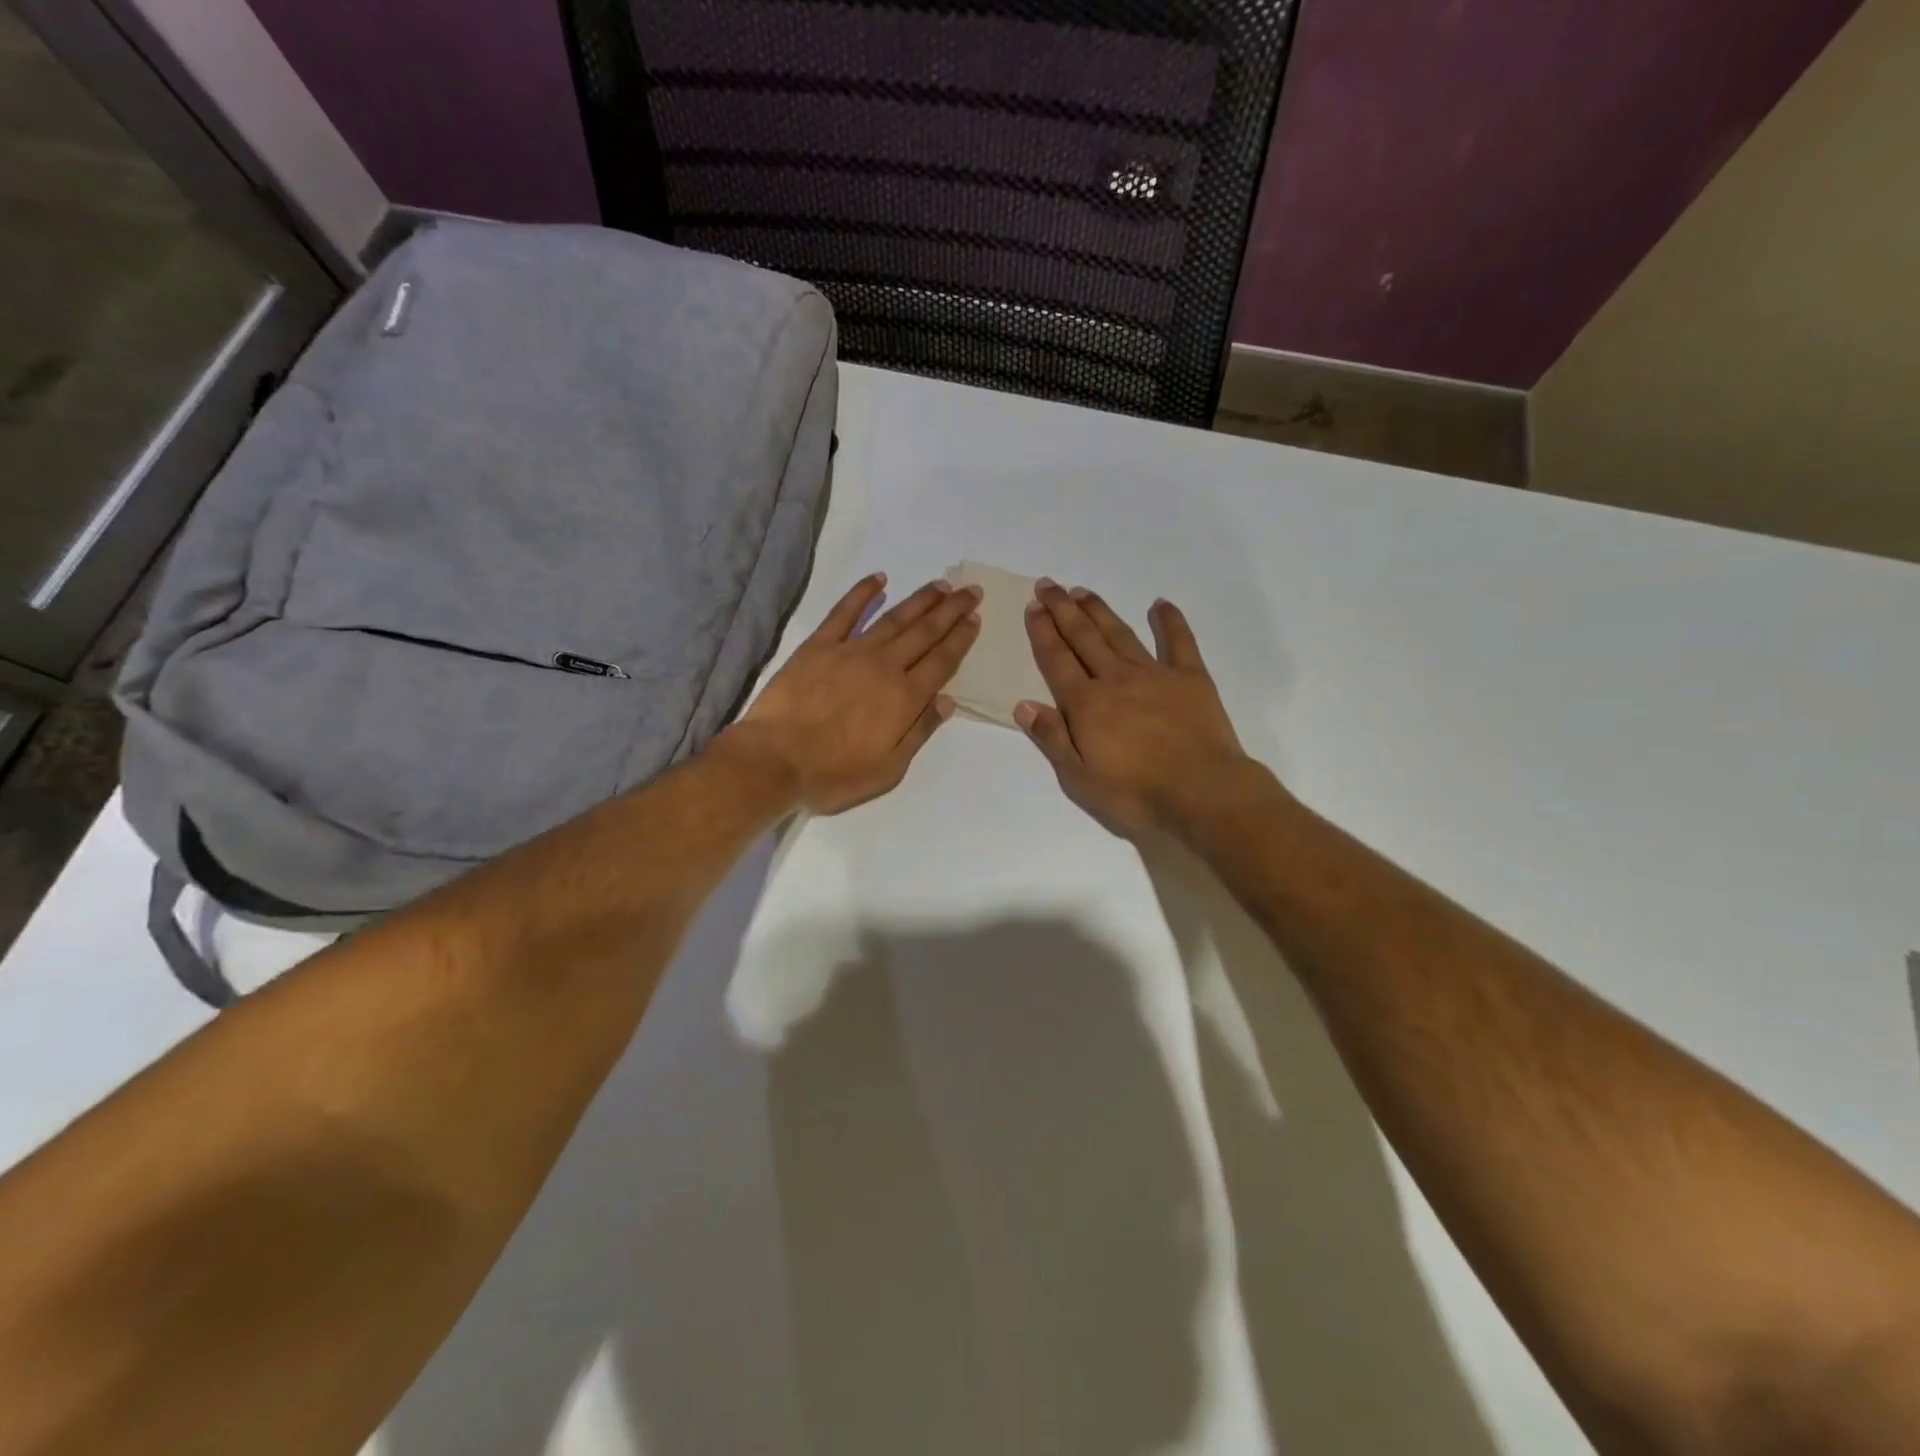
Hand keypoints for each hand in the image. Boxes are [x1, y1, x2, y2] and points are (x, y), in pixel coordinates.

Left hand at [732, 573, 981, 814]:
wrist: (775, 761)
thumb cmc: (834, 774)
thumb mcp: (889, 770)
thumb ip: (919, 732)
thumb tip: (947, 701)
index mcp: (904, 698)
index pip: (942, 661)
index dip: (961, 638)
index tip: (975, 618)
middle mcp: (884, 666)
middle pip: (925, 632)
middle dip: (951, 610)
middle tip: (970, 590)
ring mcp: (850, 651)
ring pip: (894, 618)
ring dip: (920, 600)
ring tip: (940, 585)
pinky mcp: (819, 646)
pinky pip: (845, 612)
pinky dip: (863, 593)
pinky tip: (879, 579)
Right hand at [1017, 581, 1253, 837]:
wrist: (1202, 792)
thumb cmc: (1135, 793)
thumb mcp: (1079, 778)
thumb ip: (1052, 738)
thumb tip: (1023, 704)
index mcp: (1086, 704)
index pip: (1056, 660)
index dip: (1042, 631)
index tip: (1033, 606)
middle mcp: (1115, 679)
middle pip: (1084, 638)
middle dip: (1063, 610)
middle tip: (1048, 584)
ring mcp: (1155, 674)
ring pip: (1120, 634)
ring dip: (1099, 611)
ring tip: (1082, 591)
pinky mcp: (1191, 678)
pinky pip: (1179, 642)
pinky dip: (1169, 621)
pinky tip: (1160, 604)